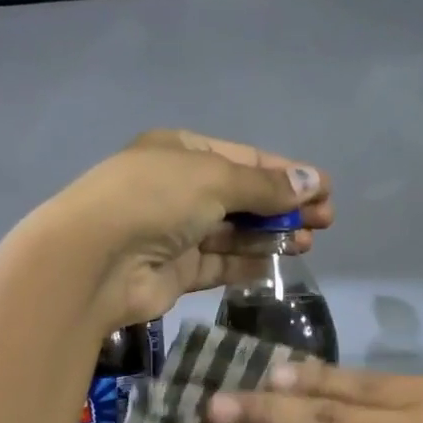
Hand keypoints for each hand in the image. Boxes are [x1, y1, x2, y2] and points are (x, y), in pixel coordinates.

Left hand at [52, 130, 333, 328]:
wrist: (97, 260)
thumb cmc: (156, 199)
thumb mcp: (215, 178)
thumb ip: (265, 186)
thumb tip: (312, 182)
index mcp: (181, 151)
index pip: (244, 158)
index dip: (286, 173)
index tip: (324, 189)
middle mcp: (178, 189)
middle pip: (242, 197)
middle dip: (284, 207)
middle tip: (325, 220)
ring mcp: (175, 232)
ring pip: (233, 233)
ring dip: (271, 236)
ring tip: (309, 241)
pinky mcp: (175, 272)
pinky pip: (219, 265)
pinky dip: (247, 264)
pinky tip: (278, 264)